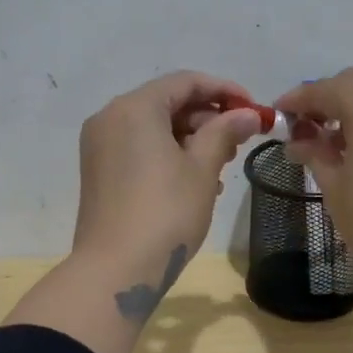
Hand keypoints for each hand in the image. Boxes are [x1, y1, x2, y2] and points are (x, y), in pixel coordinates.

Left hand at [72, 71, 265, 312]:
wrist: (116, 270)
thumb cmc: (165, 213)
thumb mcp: (202, 169)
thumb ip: (224, 132)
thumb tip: (246, 114)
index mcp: (134, 108)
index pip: (185, 82)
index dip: (224, 91)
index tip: (253, 109)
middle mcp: (110, 118)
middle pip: (167, 103)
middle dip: (207, 118)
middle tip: (238, 143)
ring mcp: (99, 146)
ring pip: (153, 128)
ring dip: (190, 140)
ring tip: (221, 167)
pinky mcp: (98, 171)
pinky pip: (139, 149)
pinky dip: (167, 155)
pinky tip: (194, 182)